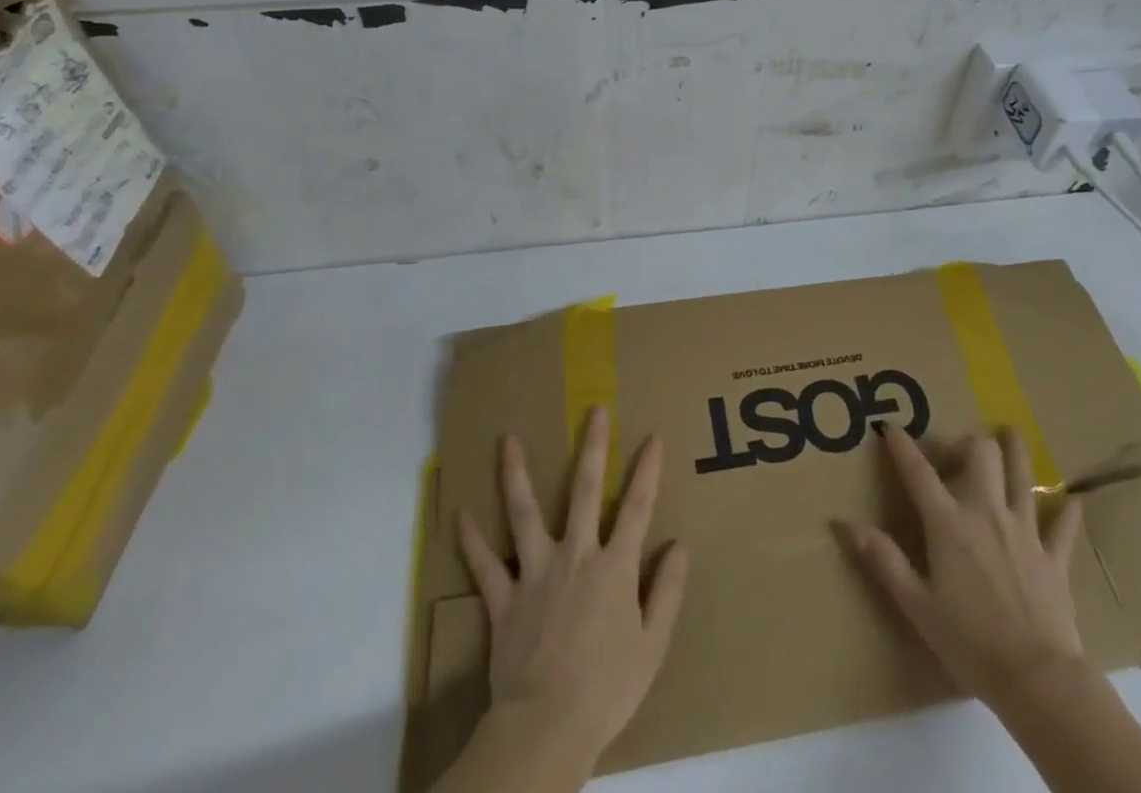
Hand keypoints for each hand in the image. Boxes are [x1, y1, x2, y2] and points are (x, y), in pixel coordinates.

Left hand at [457, 406, 688, 771]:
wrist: (546, 729)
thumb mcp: (653, 644)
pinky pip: (485, 565)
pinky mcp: (504, 599)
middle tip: (593, 410)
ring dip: (516, 474)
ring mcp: (535, 573)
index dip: (647, 470)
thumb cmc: (607, 689)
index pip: (636, 507)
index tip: (652, 438)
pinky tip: (459, 514)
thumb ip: (668, 590)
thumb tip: (681, 543)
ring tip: (507, 439)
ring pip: (525, 513)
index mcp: (615, 567)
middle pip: (584, 491)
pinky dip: (471, 541)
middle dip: (591, 447)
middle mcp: (575, 555)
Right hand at [848, 424, 1085, 702]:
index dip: (902, 447)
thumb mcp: (917, 605)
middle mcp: (986, 513)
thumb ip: (884, 560)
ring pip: (1022, 477)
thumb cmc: (970, 642)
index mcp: (948, 523)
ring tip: (1010, 433)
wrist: (1038, 679)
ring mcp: (1024, 532)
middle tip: (958, 454)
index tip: (890, 427)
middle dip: (968, 442)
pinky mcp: (1054, 558)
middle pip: (981, 455)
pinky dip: (1067, 513)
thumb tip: (847, 524)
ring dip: (1016, 452)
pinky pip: (1063, 527)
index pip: (919, 473)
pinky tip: (1073, 501)